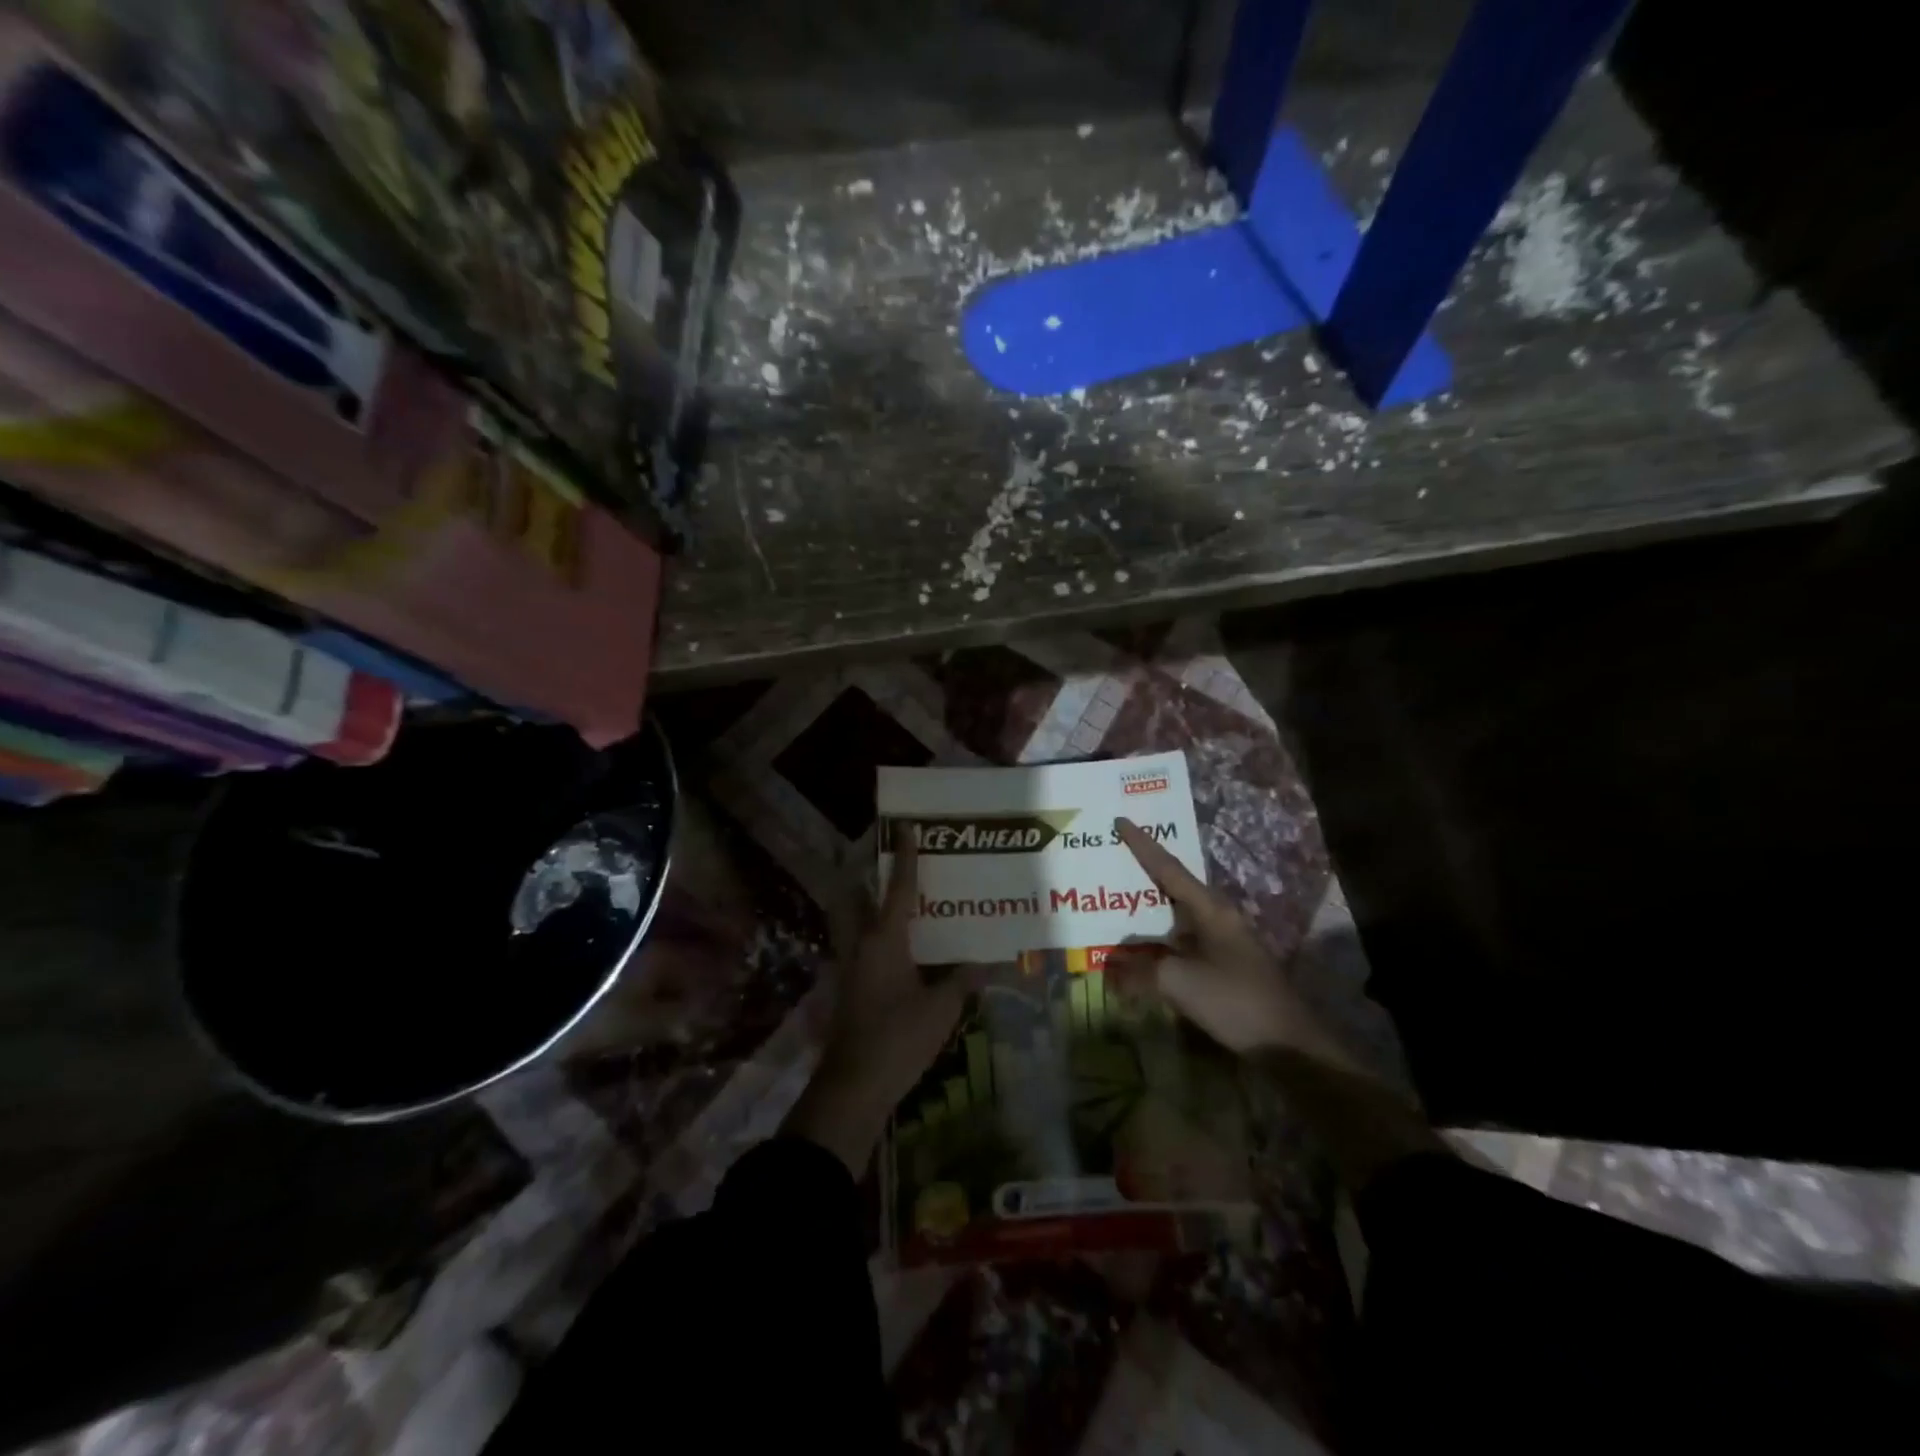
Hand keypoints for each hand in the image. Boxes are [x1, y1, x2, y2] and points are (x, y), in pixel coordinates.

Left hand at [784, 838, 973, 1174]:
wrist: (853, 1086)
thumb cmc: (898, 1038)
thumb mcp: (940, 1010)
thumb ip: (961, 981)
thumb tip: (987, 963)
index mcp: (883, 940)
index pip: (898, 889)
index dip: (905, 858)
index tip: (905, 828)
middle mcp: (861, 945)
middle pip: (856, 898)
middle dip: (866, 877)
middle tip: (886, 862)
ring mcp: (849, 968)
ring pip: (853, 923)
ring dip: (867, 906)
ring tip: (893, 901)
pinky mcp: (847, 989)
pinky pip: (859, 947)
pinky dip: (873, 937)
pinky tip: (896, 950)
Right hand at [1108, 818, 1355, 1067]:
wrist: (1288, 1046)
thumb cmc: (1234, 1000)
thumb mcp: (1178, 982)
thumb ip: (1139, 972)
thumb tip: (1110, 969)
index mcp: (1211, 909)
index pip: (1169, 868)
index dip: (1143, 845)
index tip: (1121, 820)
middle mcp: (1219, 918)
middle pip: (1175, 887)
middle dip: (1145, 873)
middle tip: (1114, 859)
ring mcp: (1224, 943)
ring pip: (1178, 916)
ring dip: (1150, 910)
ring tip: (1119, 902)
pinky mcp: (1225, 968)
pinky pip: (1182, 942)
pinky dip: (1158, 941)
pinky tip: (1141, 951)